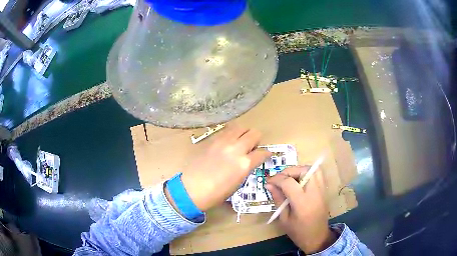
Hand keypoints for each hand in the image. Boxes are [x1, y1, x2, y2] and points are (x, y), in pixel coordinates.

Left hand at [179, 125, 271, 210]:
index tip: (266, 155)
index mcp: (244, 164)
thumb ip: (246, 168)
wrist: (191, 190)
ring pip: (241, 127)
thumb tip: (249, 161)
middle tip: (253, 147)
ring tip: (241, 141)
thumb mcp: (237, 183)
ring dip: (244, 133)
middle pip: (254, 133)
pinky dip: (232, 133)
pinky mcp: (212, 140)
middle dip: (257, 140)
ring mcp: (223, 142)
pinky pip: (226, 130)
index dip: (266, 154)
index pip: (262, 152)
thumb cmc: (216, 193)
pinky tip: (229, 141)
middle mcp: (236, 149)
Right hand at [266, 166, 336, 253]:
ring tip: (290, 178)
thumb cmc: (298, 232)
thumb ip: (278, 199)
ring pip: (313, 169)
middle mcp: (314, 193)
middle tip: (279, 179)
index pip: (289, 182)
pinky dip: (308, 173)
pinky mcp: (325, 191)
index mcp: (302, 203)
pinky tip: (300, 182)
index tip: (268, 182)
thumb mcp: (284, 219)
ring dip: (299, 170)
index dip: (276, 179)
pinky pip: (318, 175)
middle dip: (289, 171)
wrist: (317, 238)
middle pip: (303, 171)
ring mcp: (322, 190)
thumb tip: (269, 184)